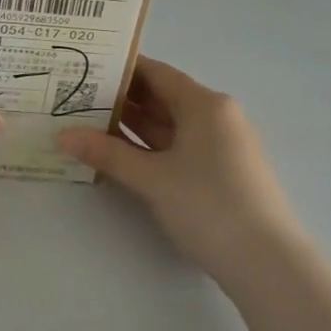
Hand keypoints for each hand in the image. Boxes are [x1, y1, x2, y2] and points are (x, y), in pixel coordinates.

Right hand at [56, 56, 312, 299]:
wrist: (267, 263)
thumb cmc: (209, 205)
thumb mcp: (152, 178)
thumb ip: (107, 153)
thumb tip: (63, 135)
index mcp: (205, 105)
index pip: (157, 73)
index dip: (121, 69)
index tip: (84, 67)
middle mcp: (216, 117)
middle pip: (162, 98)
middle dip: (121, 99)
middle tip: (75, 97)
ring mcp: (220, 147)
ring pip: (169, 126)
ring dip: (132, 127)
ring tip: (86, 124)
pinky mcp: (220, 174)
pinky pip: (177, 149)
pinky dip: (148, 149)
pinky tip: (118, 156)